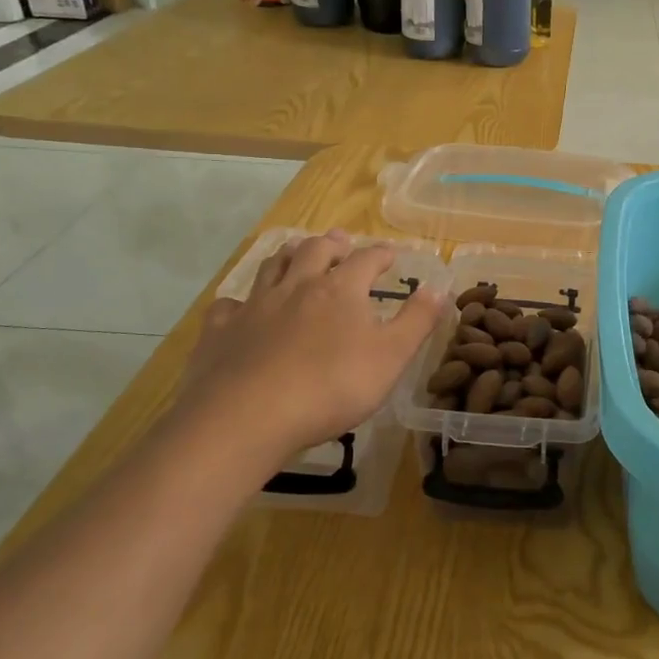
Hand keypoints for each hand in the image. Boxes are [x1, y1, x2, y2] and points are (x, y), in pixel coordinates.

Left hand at [170, 232, 444, 483]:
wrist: (247, 417)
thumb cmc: (331, 387)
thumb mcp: (391, 357)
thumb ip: (417, 321)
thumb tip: (439, 288)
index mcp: (340, 290)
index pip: (366, 260)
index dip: (381, 254)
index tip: (391, 254)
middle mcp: (296, 287)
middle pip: (314, 252)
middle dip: (331, 244)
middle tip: (340, 241)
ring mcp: (254, 307)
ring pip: (271, 268)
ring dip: (287, 257)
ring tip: (294, 254)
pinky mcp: (220, 332)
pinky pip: (228, 306)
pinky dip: (238, 302)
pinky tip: (240, 309)